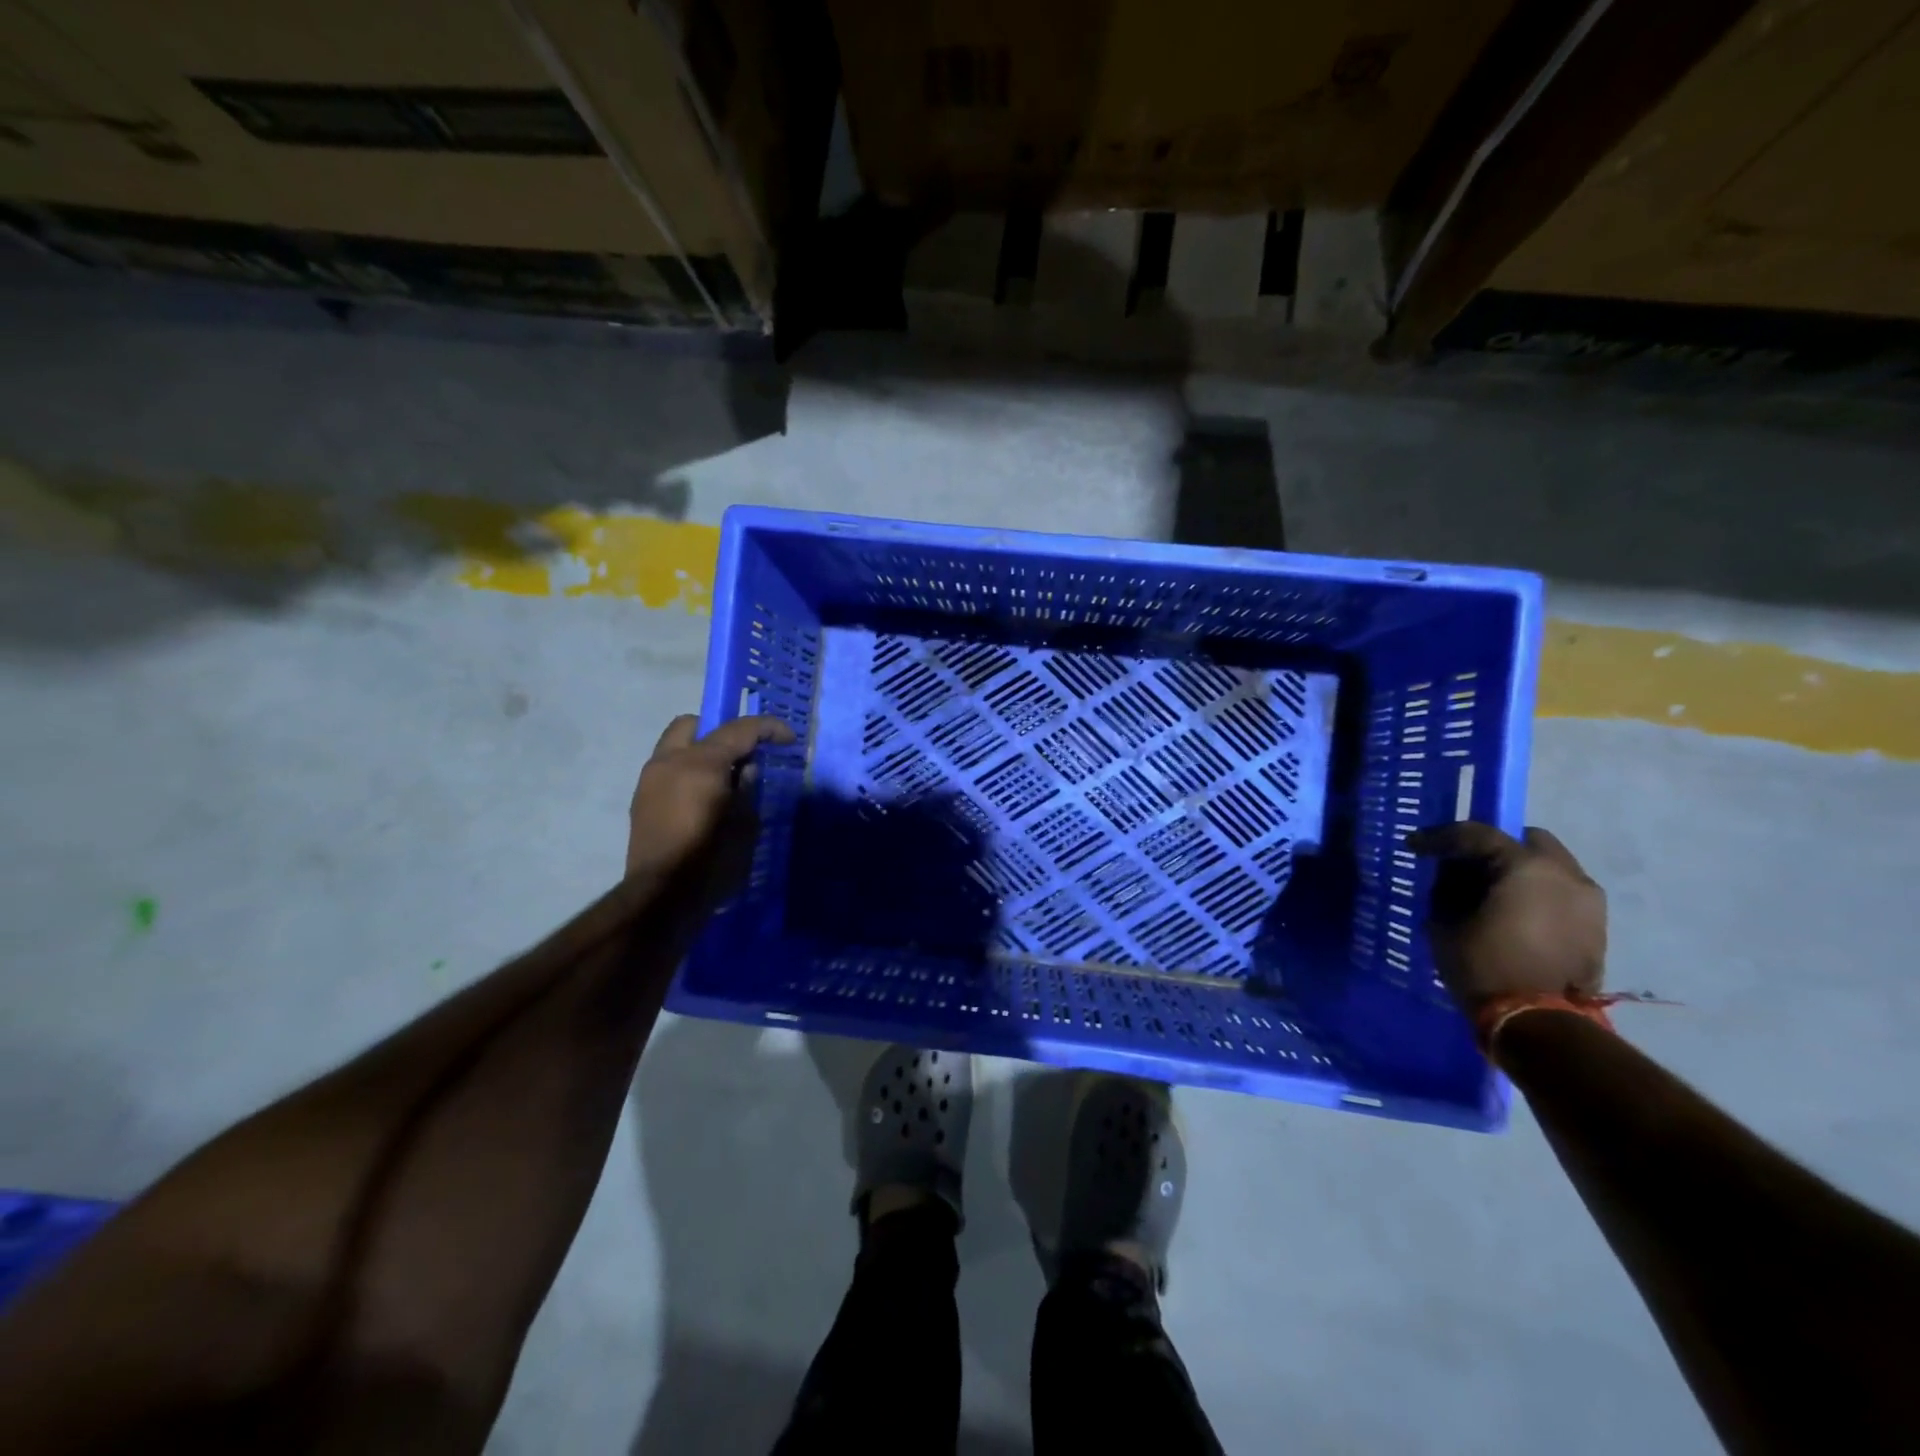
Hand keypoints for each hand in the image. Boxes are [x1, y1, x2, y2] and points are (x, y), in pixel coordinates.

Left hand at [626, 714, 794, 880]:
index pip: (739, 730)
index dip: (768, 729)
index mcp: (700, 763)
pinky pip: (668, 770)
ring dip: (701, 752)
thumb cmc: (712, 860)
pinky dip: (687, 772)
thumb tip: (745, 769)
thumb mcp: (745, 824)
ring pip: (676, 746)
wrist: (662, 898)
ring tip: (723, 781)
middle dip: (721, 732)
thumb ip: (746, 787)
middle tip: (743, 755)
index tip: (788, 739)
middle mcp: (670, 761)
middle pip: (694, 725)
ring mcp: (650, 780)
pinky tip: (702, 799)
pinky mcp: (641, 800)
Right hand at [1405, 823, 1605, 1015]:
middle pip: (1525, 841)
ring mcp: (1588, 901)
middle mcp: (1566, 874)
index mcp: (1526, 867)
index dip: (1440, 837)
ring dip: (1519, 872)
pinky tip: (1515, 915)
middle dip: (1493, 848)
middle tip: (1464, 867)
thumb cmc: (1484, 965)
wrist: (1538, 1023)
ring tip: (1492, 894)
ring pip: (1548, 867)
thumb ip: (1449, 887)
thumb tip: (1452, 875)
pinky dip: (1536, 895)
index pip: (1477, 834)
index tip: (1415, 846)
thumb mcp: (1445, 920)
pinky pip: (1560, 894)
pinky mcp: (1596, 927)